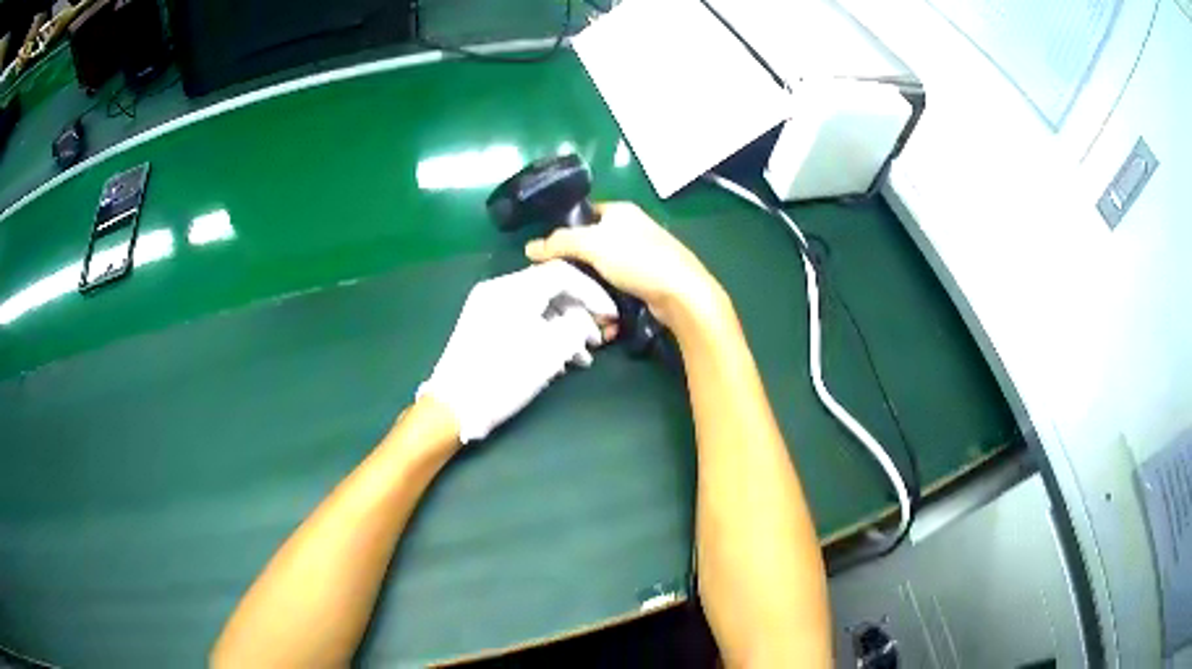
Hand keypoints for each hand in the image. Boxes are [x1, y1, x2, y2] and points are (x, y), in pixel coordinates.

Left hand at [418, 260, 616, 443]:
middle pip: (549, 287)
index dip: (593, 293)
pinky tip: (557, 359)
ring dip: (563, 326)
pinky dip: (543, 331)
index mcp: (515, 289)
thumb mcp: (551, 352)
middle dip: (579, 311)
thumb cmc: (504, 377)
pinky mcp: (481, 323)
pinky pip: (521, 317)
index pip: (563, 274)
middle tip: (598, 338)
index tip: (611, 316)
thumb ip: (577, 326)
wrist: (453, 406)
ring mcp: (486, 305)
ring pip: (536, 305)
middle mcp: (498, 288)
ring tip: (581, 358)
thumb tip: (585, 320)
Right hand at [525, 202, 726, 330]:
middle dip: (576, 263)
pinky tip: (598, 309)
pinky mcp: (648, 279)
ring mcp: (642, 255)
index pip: (585, 214)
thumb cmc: (637, 259)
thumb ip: (559, 243)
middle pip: (592, 243)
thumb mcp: (592, 244)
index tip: (549, 253)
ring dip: (590, 284)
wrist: (681, 292)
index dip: (566, 230)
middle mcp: (632, 229)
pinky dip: (607, 295)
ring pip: (604, 268)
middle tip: (557, 279)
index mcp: (621, 211)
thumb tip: (529, 248)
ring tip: (575, 298)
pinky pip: (618, 285)